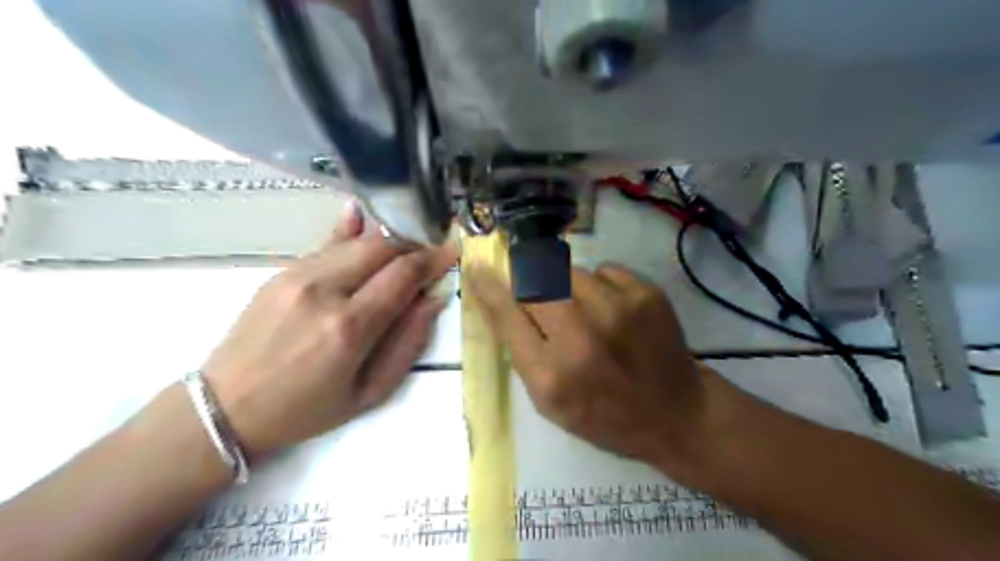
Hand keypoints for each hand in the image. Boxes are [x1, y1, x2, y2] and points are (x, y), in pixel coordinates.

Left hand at [202, 202, 456, 459]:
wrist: (227, 407)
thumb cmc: (306, 409)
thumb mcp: (370, 392)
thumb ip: (408, 343)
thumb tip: (433, 299)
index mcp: (349, 328)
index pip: (403, 274)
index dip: (433, 258)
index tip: (452, 251)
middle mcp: (324, 291)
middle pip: (382, 246)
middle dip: (413, 246)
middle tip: (428, 257)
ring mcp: (297, 275)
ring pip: (356, 240)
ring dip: (387, 242)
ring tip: (403, 253)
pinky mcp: (281, 271)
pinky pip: (327, 243)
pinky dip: (353, 234)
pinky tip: (363, 221)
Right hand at [468, 263, 710, 476]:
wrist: (675, 415)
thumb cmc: (603, 415)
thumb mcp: (549, 401)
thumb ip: (520, 351)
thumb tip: (496, 298)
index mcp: (551, 375)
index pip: (506, 314)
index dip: (488, 287)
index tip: (477, 267)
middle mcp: (581, 337)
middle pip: (534, 280)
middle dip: (529, 280)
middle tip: (540, 293)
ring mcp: (617, 310)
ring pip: (569, 271)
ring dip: (567, 287)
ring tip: (585, 312)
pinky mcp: (646, 294)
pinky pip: (604, 269)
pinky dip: (600, 285)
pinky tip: (613, 311)